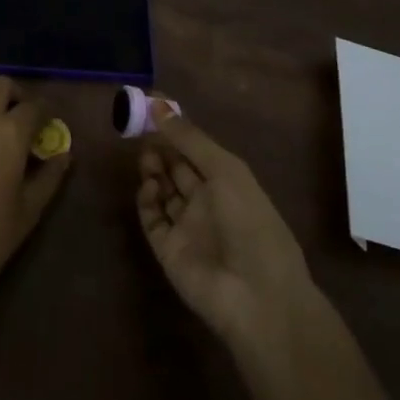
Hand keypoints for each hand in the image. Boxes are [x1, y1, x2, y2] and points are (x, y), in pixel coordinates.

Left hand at [0, 77, 69, 315]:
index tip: (53, 130)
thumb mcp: (31, 207)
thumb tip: (64, 154)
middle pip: (1, 87)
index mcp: (8, 131)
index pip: (34, 106)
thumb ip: (51, 175)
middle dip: (19, 98)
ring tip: (10, 144)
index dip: (47, 115)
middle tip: (30, 126)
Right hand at [138, 100, 326, 354]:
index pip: (196, 152)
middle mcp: (207, 204)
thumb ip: (189, 138)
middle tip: (142, 132)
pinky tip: (149, 187)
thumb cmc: (250, 222)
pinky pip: (152, 218)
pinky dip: (147, 200)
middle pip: (177, 170)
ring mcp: (187, 228)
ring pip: (163, 192)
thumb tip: (158, 104)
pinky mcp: (168, 250)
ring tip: (146, 159)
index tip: (152, 110)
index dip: (176, 132)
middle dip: (161, 150)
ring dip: (153, 172)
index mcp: (228, 184)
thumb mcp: (225, 170)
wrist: (256, 295)